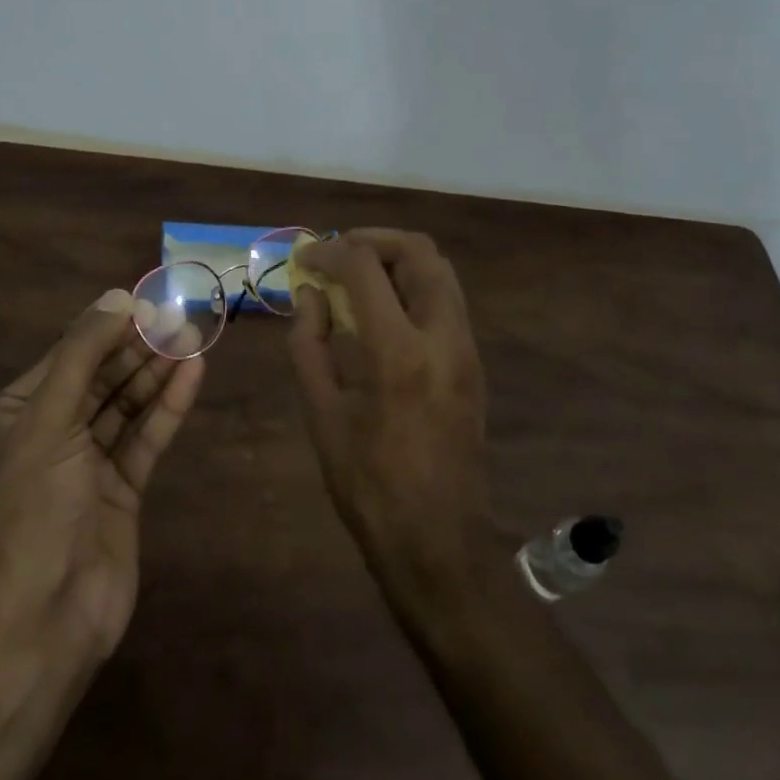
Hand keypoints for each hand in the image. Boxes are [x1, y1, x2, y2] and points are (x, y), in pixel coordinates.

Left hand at [0, 290, 204, 659]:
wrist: (45, 616)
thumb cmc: (33, 507)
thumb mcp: (47, 420)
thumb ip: (81, 355)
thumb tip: (116, 297)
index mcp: (13, 418)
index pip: (65, 358)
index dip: (105, 329)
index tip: (145, 303)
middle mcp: (49, 436)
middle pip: (99, 378)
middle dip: (137, 348)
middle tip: (178, 318)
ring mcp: (87, 465)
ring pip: (126, 406)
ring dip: (157, 373)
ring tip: (193, 337)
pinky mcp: (121, 490)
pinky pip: (145, 438)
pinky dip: (167, 408)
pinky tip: (192, 375)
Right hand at [287, 230, 495, 603]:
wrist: (437, 539)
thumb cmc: (367, 482)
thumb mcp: (321, 412)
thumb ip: (309, 342)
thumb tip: (311, 294)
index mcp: (397, 350)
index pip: (365, 267)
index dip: (330, 252)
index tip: (306, 259)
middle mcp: (442, 336)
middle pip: (419, 252)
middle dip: (374, 240)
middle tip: (339, 252)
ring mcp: (465, 348)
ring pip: (440, 271)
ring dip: (398, 259)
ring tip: (360, 274)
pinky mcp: (473, 363)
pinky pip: (446, 300)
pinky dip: (414, 285)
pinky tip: (383, 309)